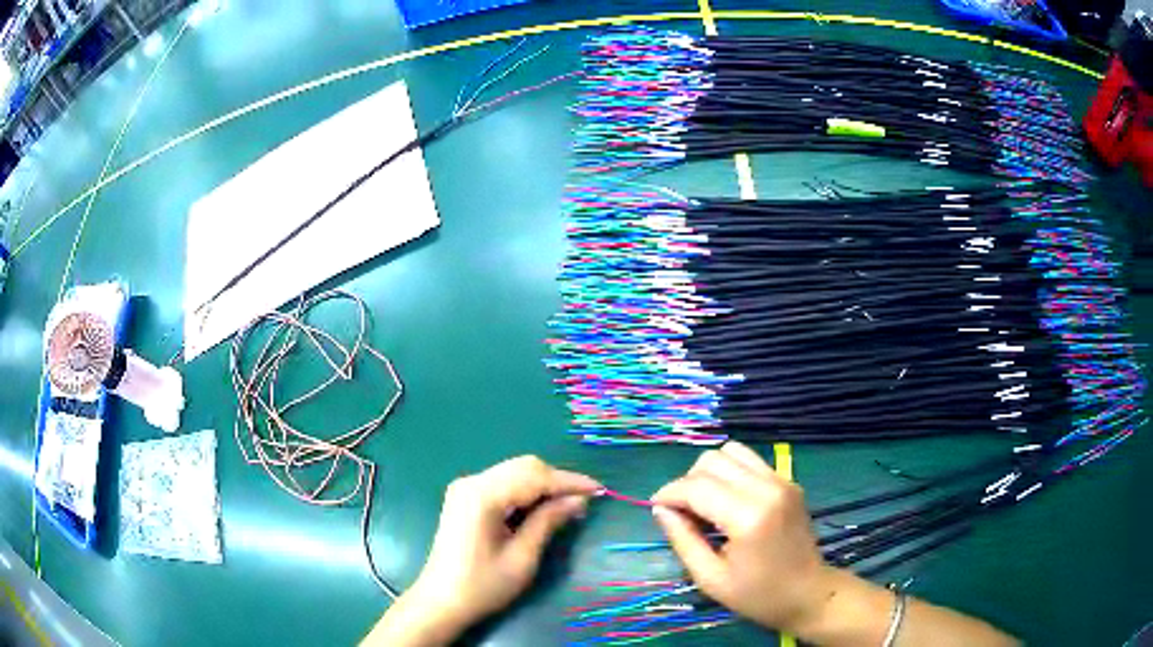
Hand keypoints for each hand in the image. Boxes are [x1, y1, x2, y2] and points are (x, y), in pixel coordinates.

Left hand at [365, 456, 600, 645]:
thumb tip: (578, 500)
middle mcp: (471, 482)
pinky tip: (542, 508)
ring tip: (568, 505)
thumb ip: (549, 522)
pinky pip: (503, 483)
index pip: (534, 476)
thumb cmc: (483, 585)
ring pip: (515, 472)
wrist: (441, 600)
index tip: (599, 490)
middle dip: (557, 480)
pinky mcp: (465, 497)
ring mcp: (465, 488)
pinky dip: (527, 491)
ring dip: (543, 484)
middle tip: (584, 501)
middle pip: (524, 466)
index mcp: (482, 495)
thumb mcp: (522, 557)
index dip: (569, 482)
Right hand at [651, 441, 835, 634]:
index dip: (669, 493)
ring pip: (731, 451)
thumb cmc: (758, 595)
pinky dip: (730, 473)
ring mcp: (782, 481)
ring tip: (705, 503)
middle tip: (682, 512)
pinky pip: (750, 461)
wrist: (809, 593)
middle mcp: (767, 488)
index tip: (656, 508)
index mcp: (748, 517)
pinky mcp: (788, 481)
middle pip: (713, 460)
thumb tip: (660, 509)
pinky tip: (727, 500)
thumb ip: (683, 539)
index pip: (697, 486)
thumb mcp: (710, 578)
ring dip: (709, 472)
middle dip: (688, 481)